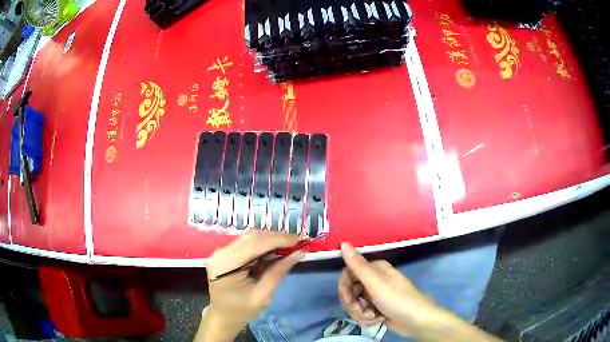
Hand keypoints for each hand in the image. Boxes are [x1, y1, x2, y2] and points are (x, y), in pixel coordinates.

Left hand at [196, 231, 303, 341]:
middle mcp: (220, 253)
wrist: (222, 316)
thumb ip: (279, 272)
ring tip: (289, 247)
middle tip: (298, 243)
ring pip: (250, 238)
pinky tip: (275, 252)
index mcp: (225, 265)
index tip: (300, 239)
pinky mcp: (225, 253)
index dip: (279, 239)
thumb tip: (299, 252)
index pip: (254, 244)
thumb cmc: (242, 310)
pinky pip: (246, 243)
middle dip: (277, 238)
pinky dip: (263, 245)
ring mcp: (221, 252)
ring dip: (271, 240)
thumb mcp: (263, 295)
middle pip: (252, 237)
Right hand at [338, 242, 440, 337]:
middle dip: (353, 304)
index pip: (347, 274)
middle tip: (364, 310)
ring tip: (375, 316)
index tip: (349, 299)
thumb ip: (358, 265)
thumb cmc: (397, 300)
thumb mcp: (376, 283)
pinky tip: (378, 319)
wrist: (416, 321)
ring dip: (361, 313)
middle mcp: (374, 280)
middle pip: (349, 291)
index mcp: (374, 269)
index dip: (345, 288)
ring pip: (354, 304)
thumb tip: (343, 243)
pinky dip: (367, 318)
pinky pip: (362, 312)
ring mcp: (375, 295)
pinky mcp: (377, 308)